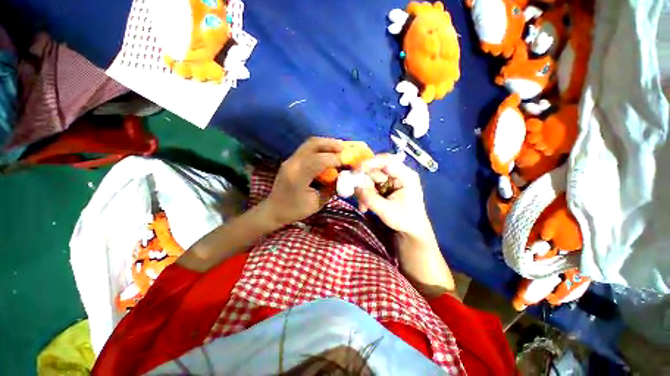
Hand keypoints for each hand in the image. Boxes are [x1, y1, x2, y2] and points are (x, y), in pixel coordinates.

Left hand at [265, 137, 343, 225]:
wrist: (273, 209)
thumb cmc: (295, 210)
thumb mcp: (317, 203)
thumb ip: (331, 189)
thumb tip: (344, 176)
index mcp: (298, 177)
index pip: (319, 160)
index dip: (336, 158)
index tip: (348, 160)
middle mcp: (293, 163)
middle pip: (313, 144)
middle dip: (331, 143)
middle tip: (344, 147)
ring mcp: (290, 159)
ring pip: (310, 143)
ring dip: (326, 143)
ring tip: (338, 148)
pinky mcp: (291, 160)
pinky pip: (307, 148)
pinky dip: (320, 147)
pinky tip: (327, 153)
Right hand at [355, 154, 455, 297]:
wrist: (411, 230)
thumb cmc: (405, 221)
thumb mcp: (387, 211)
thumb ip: (370, 198)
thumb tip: (355, 186)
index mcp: (406, 176)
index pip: (387, 161)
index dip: (370, 163)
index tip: (355, 171)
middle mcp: (398, 174)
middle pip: (376, 169)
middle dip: (364, 182)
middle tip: (355, 193)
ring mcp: (390, 180)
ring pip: (370, 178)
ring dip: (363, 191)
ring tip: (363, 206)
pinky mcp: (384, 186)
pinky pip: (370, 185)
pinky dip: (365, 195)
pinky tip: (365, 207)